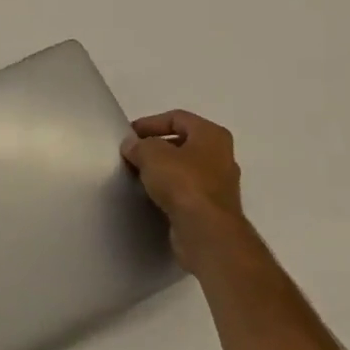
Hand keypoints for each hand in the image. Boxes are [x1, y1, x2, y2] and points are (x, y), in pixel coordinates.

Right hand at [121, 110, 248, 268]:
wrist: (206, 231)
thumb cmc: (183, 183)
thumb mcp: (152, 155)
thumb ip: (139, 145)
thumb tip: (132, 145)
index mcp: (212, 135)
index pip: (177, 118)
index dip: (150, 123)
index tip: (128, 135)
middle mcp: (221, 155)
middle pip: (183, 143)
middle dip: (156, 147)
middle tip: (132, 155)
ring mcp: (220, 184)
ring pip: (185, 168)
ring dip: (162, 170)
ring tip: (138, 175)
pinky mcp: (212, 208)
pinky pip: (186, 191)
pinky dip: (169, 190)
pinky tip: (151, 196)